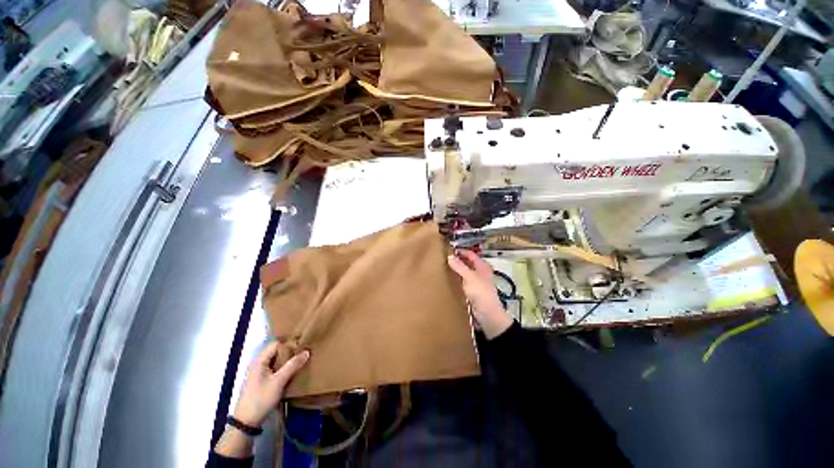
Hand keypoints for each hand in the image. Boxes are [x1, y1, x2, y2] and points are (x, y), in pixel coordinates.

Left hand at [233, 343, 309, 426]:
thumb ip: (293, 365)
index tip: (301, 349)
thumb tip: (307, 351)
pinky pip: (275, 369)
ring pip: (276, 361)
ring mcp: (259, 373)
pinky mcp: (262, 381)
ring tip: (300, 364)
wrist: (246, 422)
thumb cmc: (261, 399)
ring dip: (287, 362)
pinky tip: (292, 374)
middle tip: (303, 356)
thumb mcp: (279, 382)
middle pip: (277, 352)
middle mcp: (259, 364)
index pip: (276, 344)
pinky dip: (283, 369)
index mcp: (260, 361)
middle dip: (290, 353)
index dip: (289, 345)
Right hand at [448, 250, 513, 338]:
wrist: (487, 315)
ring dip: (455, 269)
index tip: (447, 249)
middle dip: (456, 260)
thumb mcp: (470, 277)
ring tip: (442, 267)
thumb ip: (459, 266)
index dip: (460, 251)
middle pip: (467, 262)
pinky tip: (446, 279)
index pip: (470, 254)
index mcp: (482, 266)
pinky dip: (455, 279)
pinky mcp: (471, 291)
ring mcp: (475, 282)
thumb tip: (449, 255)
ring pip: (464, 272)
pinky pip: (462, 281)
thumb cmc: (481, 293)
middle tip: (442, 258)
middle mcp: (479, 272)